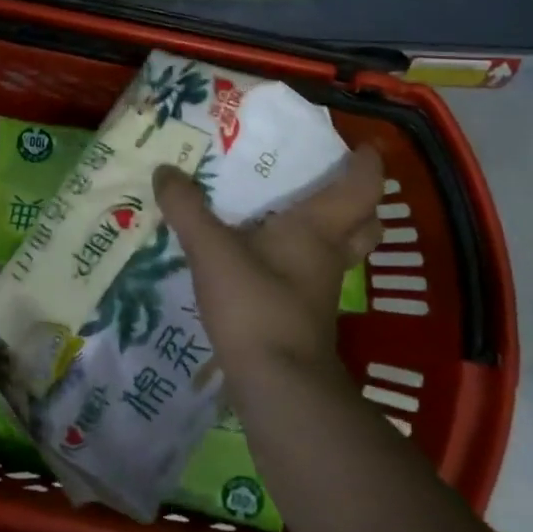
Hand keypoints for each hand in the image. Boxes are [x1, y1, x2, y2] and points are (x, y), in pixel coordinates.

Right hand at [154, 144, 384, 381]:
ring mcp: (319, 289)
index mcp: (318, 229)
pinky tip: (266, 258)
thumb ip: (187, 209)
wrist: (277, 385)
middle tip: (331, 181)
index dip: (367, 165)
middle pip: (364, 224)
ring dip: (331, 231)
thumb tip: (165, 171)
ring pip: (340, 251)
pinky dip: (300, 259)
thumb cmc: (255, 304)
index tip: (362, 146)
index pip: (361, 188)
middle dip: (358, 201)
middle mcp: (328, 255)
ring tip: (293, 213)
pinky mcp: (303, 315)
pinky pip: (312, 274)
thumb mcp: (211, 250)